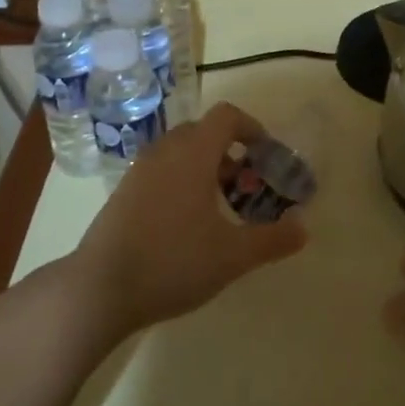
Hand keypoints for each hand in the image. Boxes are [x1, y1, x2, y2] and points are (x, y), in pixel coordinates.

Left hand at [70, 102, 307, 338]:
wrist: (100, 288)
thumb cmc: (173, 262)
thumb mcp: (232, 256)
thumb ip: (272, 239)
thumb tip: (304, 228)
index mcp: (193, 154)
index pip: (226, 116)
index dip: (252, 128)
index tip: (266, 155)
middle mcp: (165, 152)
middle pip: (203, 131)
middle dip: (230, 151)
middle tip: (245, 186)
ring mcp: (140, 170)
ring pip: (180, 151)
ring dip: (204, 166)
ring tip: (219, 206)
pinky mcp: (123, 191)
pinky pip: (161, 169)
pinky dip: (181, 179)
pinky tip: (186, 223)